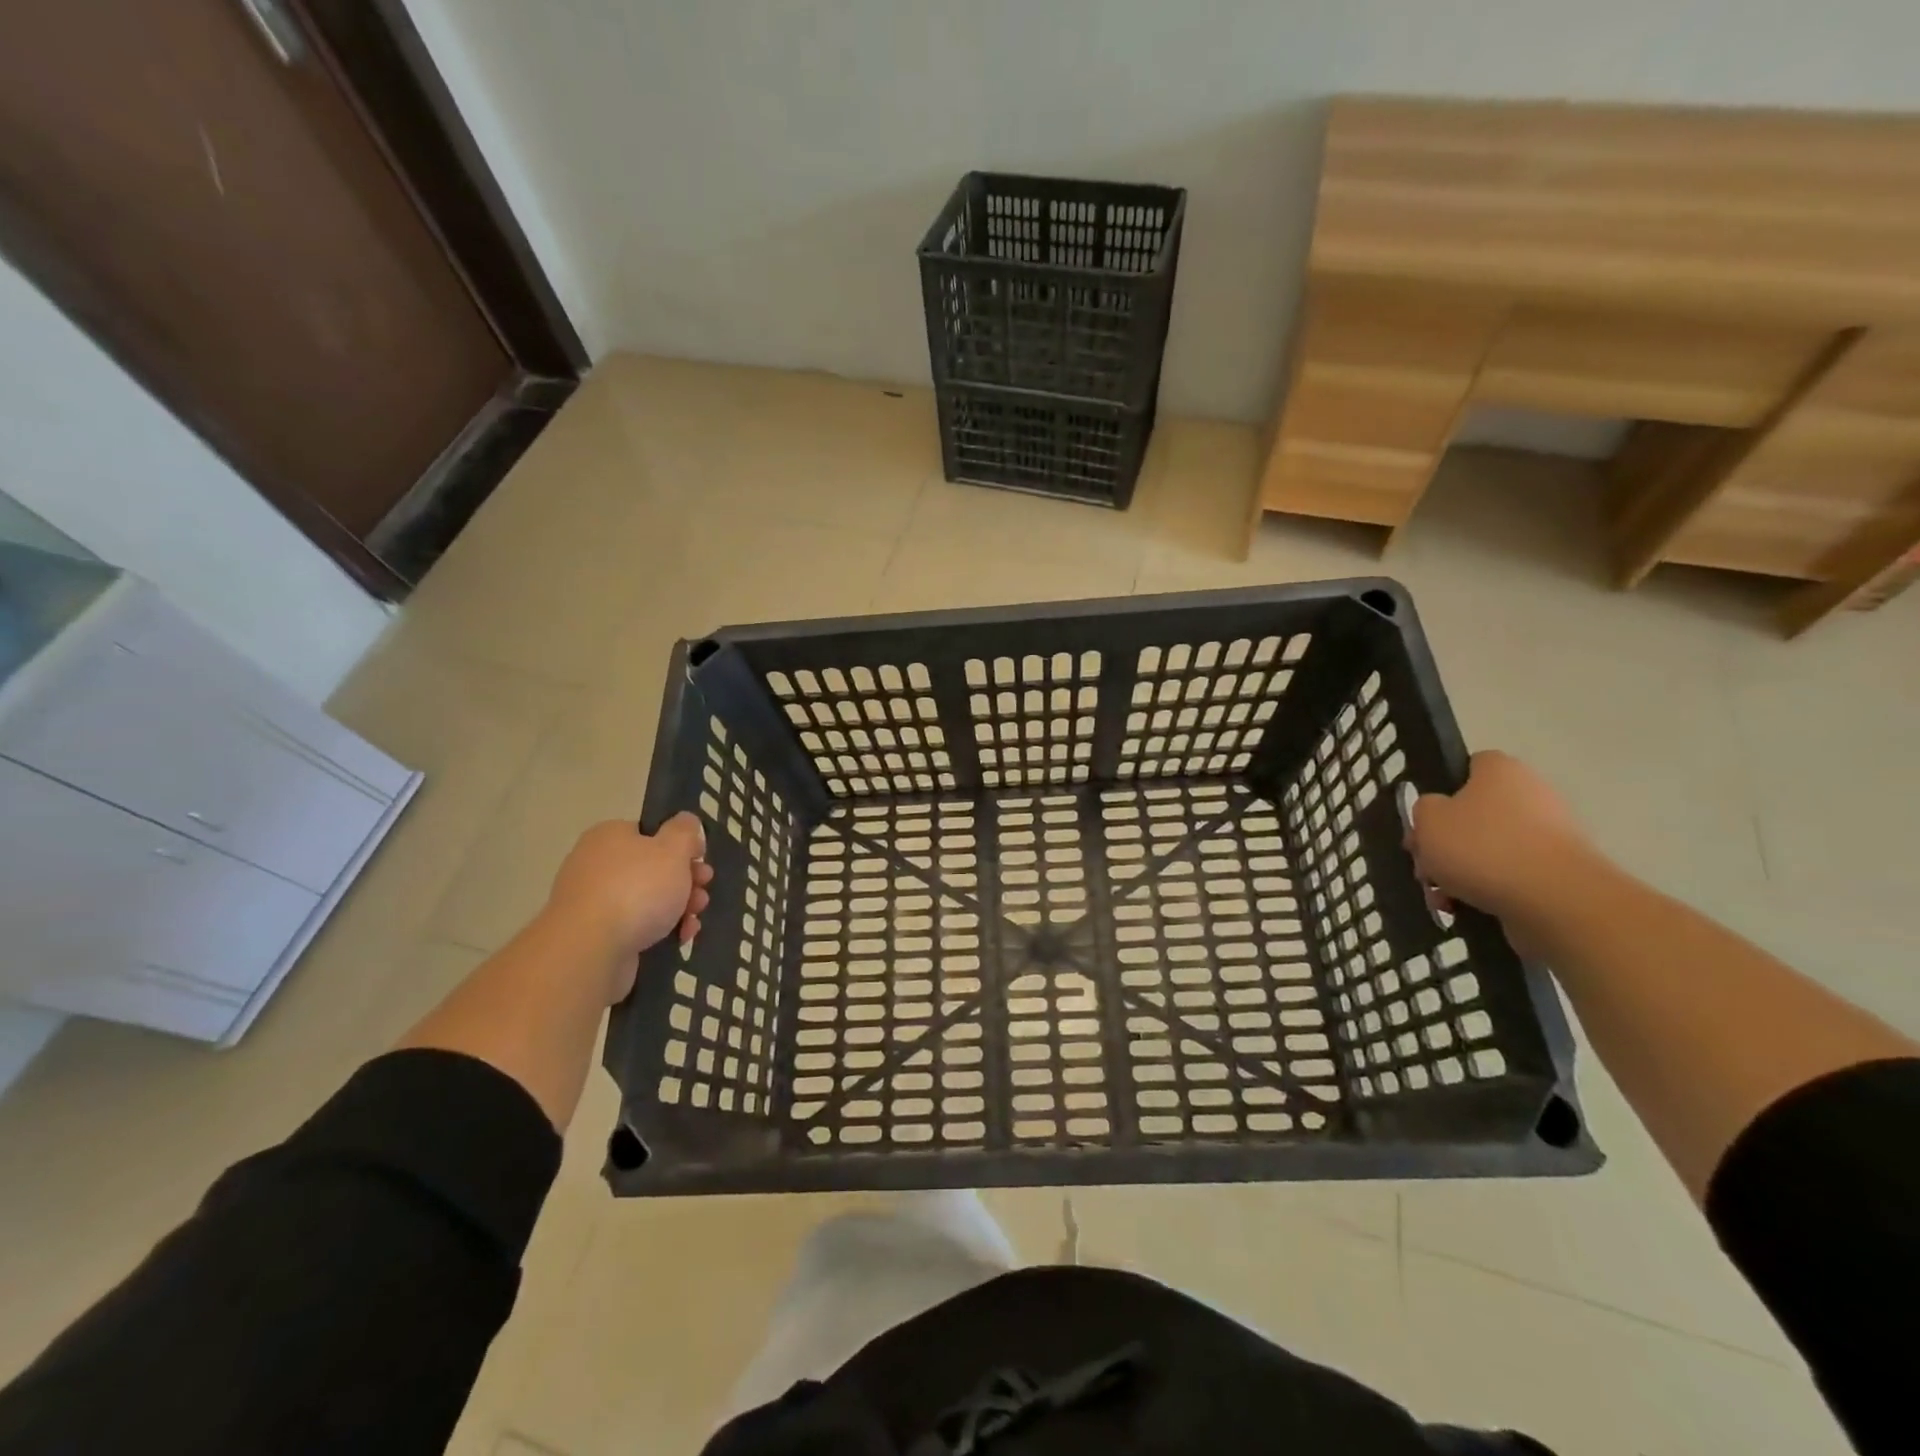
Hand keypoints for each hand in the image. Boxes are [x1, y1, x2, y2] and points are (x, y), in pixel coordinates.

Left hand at [543, 814, 713, 998]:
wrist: (590, 950)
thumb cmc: (636, 889)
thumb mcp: (672, 849)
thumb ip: (684, 831)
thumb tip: (685, 820)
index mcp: (609, 836)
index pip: (651, 832)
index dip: (681, 845)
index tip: (701, 860)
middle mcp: (596, 864)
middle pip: (653, 867)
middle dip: (686, 881)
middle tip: (703, 891)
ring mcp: (593, 901)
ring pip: (648, 899)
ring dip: (678, 907)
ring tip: (694, 919)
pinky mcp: (595, 934)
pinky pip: (635, 925)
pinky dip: (660, 929)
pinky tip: (680, 938)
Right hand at [1406, 752, 1603, 936]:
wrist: (1555, 900)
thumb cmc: (1483, 846)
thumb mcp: (1427, 819)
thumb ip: (1423, 809)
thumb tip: (1438, 814)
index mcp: (1501, 771)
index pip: (1468, 766)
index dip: (1442, 790)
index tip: (1425, 818)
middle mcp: (1530, 795)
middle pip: (1472, 815)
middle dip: (1443, 843)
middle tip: (1424, 866)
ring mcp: (1548, 836)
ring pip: (1486, 850)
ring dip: (1457, 873)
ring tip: (1440, 898)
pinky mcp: (1556, 874)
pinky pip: (1508, 877)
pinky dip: (1483, 892)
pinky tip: (1462, 910)